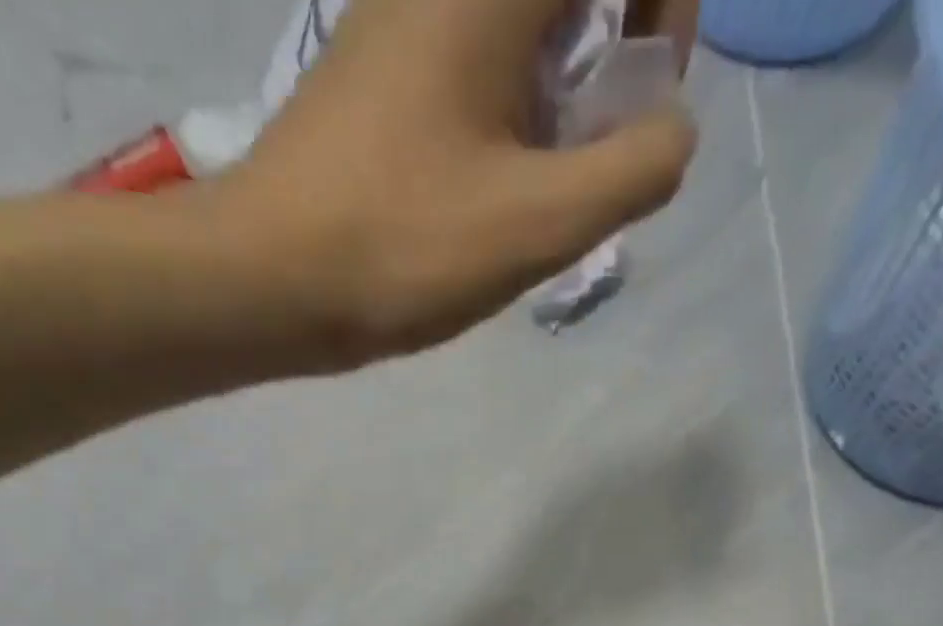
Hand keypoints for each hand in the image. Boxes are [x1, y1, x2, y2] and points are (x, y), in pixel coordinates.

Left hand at [218, 0, 697, 364]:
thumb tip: (673, 132)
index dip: (663, 1)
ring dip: (563, 90)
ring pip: (524, 24)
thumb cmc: (402, 247)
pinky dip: (514, 108)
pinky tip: (498, 183)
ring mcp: (405, 18)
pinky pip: (477, 58)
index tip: (649, 93)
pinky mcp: (383, 70)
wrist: (269, 279)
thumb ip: (632, 170)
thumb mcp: (538, 222)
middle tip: (601, 147)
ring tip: (547, 182)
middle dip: (615, 49)